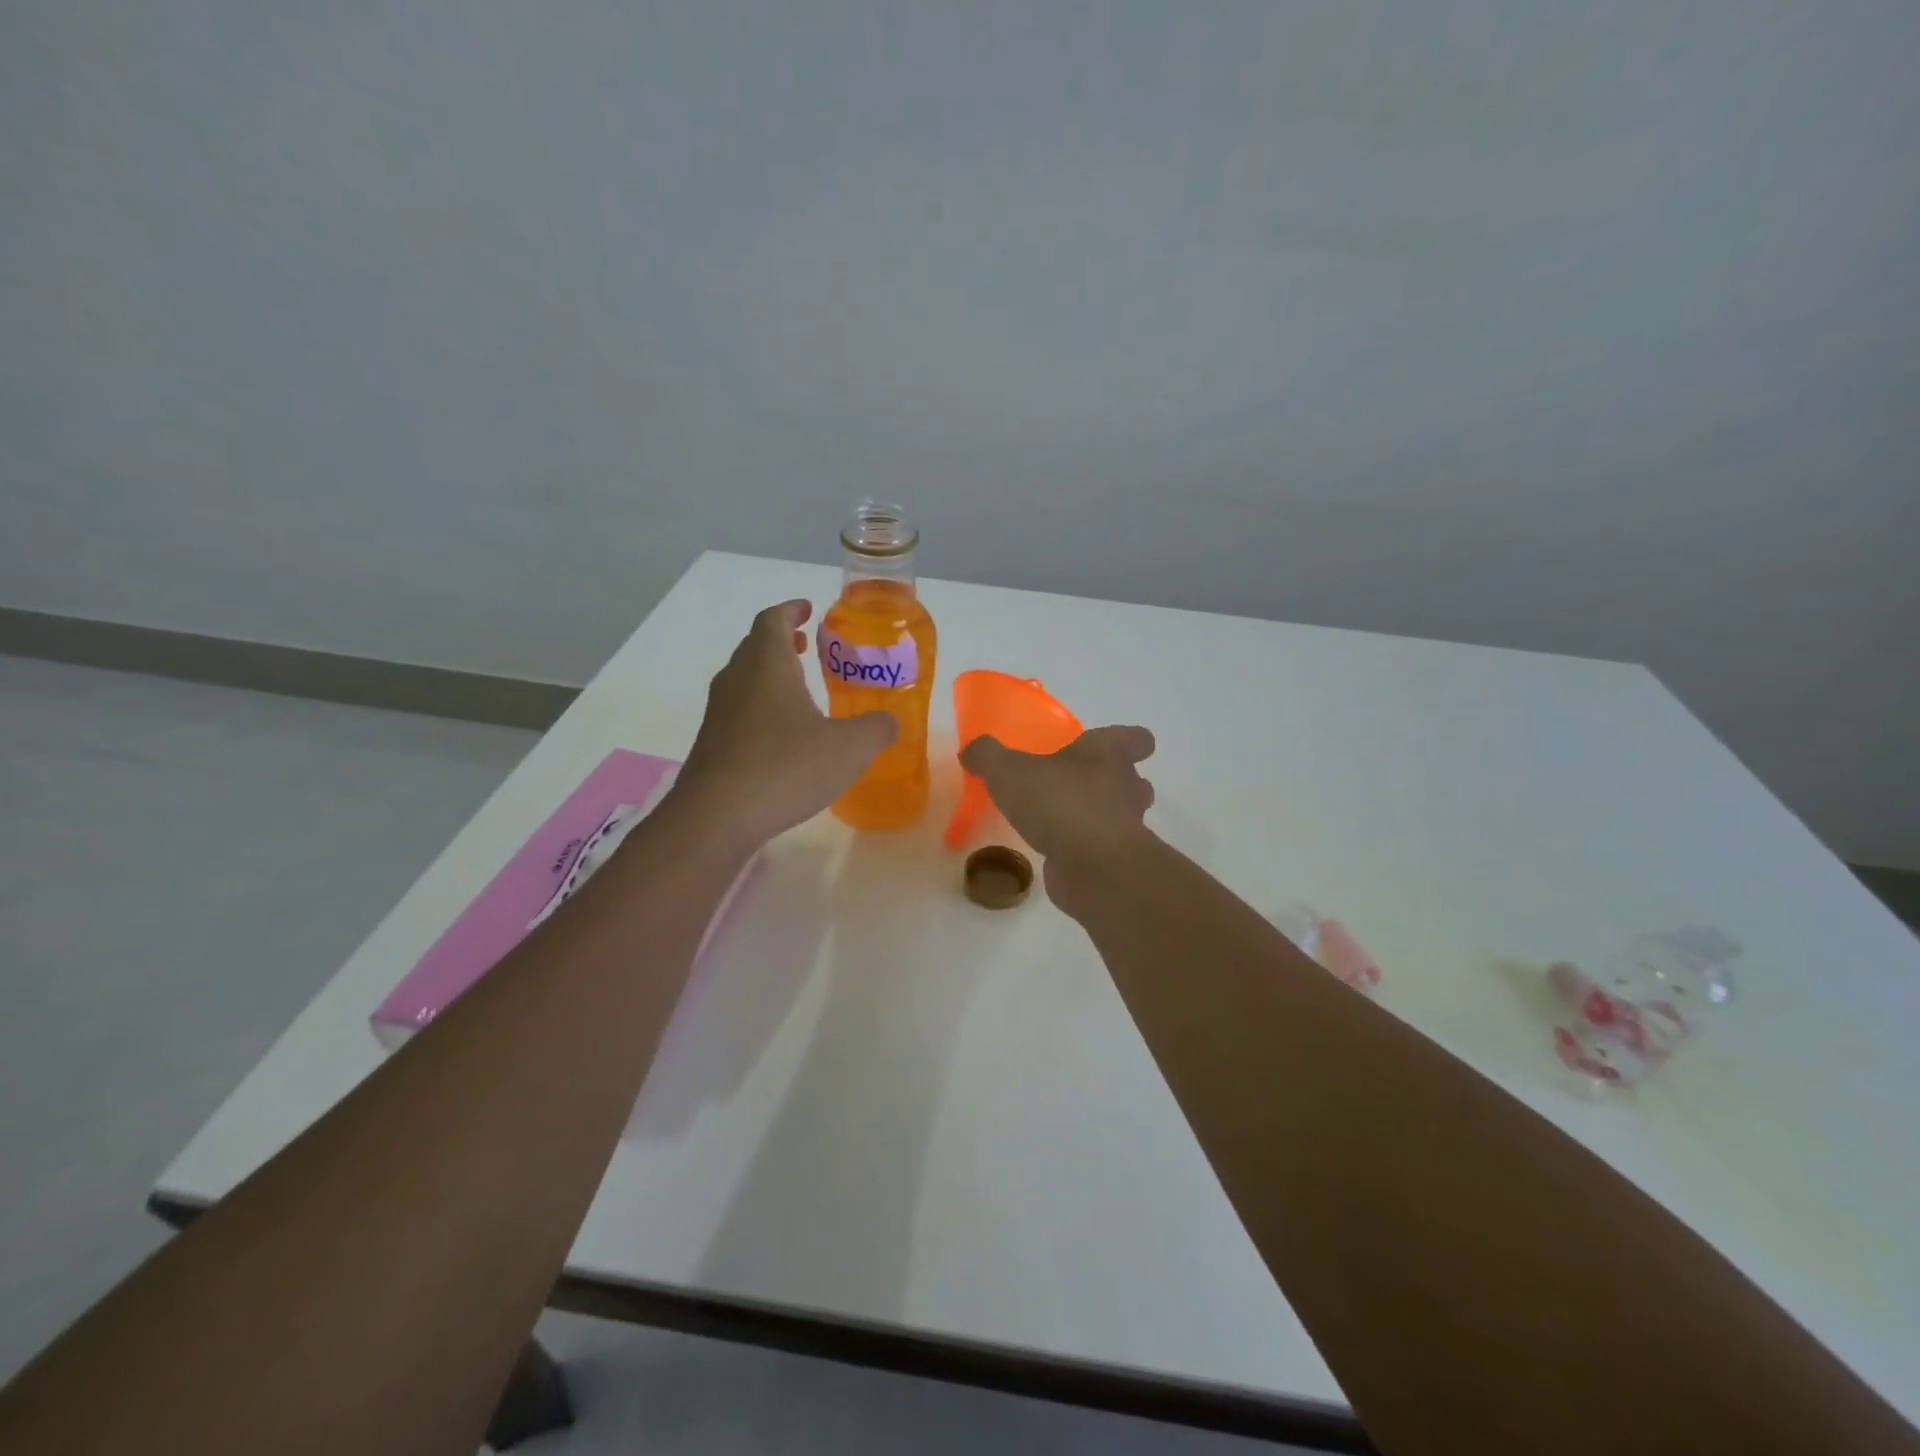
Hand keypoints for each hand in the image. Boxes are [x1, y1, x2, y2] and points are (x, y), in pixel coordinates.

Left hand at [677, 600, 896, 849]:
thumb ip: (876, 729)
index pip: (773, 620)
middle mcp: (737, 680)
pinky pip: (738, 710)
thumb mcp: (849, 748)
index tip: (807, 609)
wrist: (717, 817)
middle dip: (780, 640)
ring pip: (744, 678)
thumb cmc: (786, 768)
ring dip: (769, 674)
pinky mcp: (711, 744)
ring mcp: (719, 713)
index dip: (790, 610)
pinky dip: (761, 707)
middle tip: (806, 645)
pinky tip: (782, 736)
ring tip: (798, 688)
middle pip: (755, 645)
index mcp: (767, 665)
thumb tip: (890, 722)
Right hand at [960, 726, 1156, 914]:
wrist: (1092, 867)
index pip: (1136, 738)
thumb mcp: (1009, 771)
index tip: (1120, 748)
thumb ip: (989, 756)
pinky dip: (1083, 848)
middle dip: (1112, 782)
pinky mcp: (1115, 862)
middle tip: (1078, 785)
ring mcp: (1125, 827)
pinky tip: (1054, 851)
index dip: (1131, 741)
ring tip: (1063, 819)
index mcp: (1107, 754)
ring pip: (1121, 815)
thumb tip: (972, 750)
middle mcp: (1125, 787)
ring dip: (1099, 816)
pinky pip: (1101, 848)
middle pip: (1133, 780)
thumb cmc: (1059, 802)